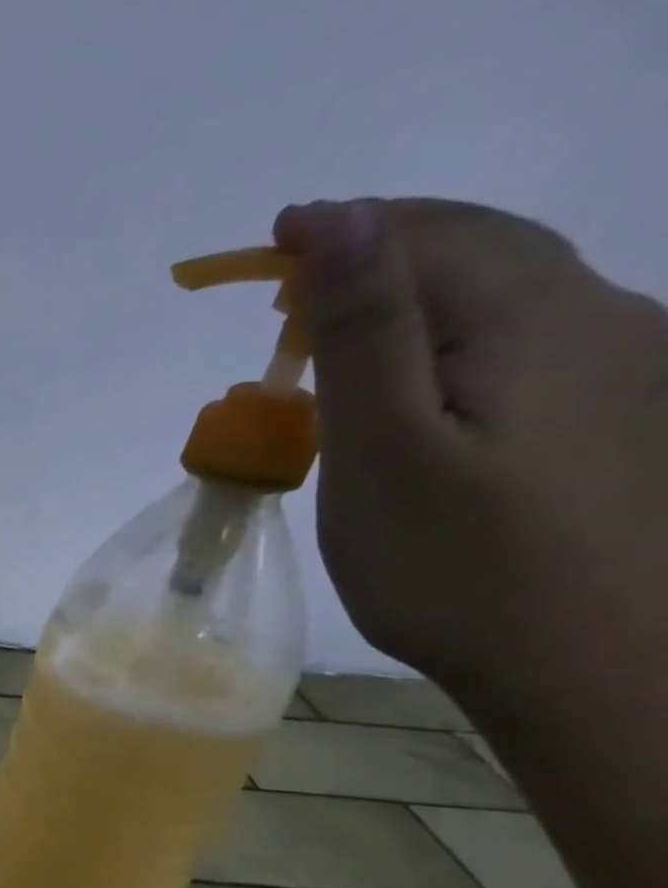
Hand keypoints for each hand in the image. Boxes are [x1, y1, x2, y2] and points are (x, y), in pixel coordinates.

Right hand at [274, 197, 667, 693]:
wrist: (585, 667)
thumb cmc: (455, 566)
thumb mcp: (383, 448)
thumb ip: (365, 330)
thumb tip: (341, 220)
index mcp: (540, 318)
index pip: (430, 235)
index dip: (342, 230)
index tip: (266, 244)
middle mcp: (603, 316)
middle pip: (477, 248)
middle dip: (376, 253)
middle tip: (286, 288)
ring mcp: (622, 364)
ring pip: (501, 292)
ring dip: (411, 294)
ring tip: (330, 331)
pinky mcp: (611, 411)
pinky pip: (518, 339)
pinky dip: (446, 335)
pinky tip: (410, 377)